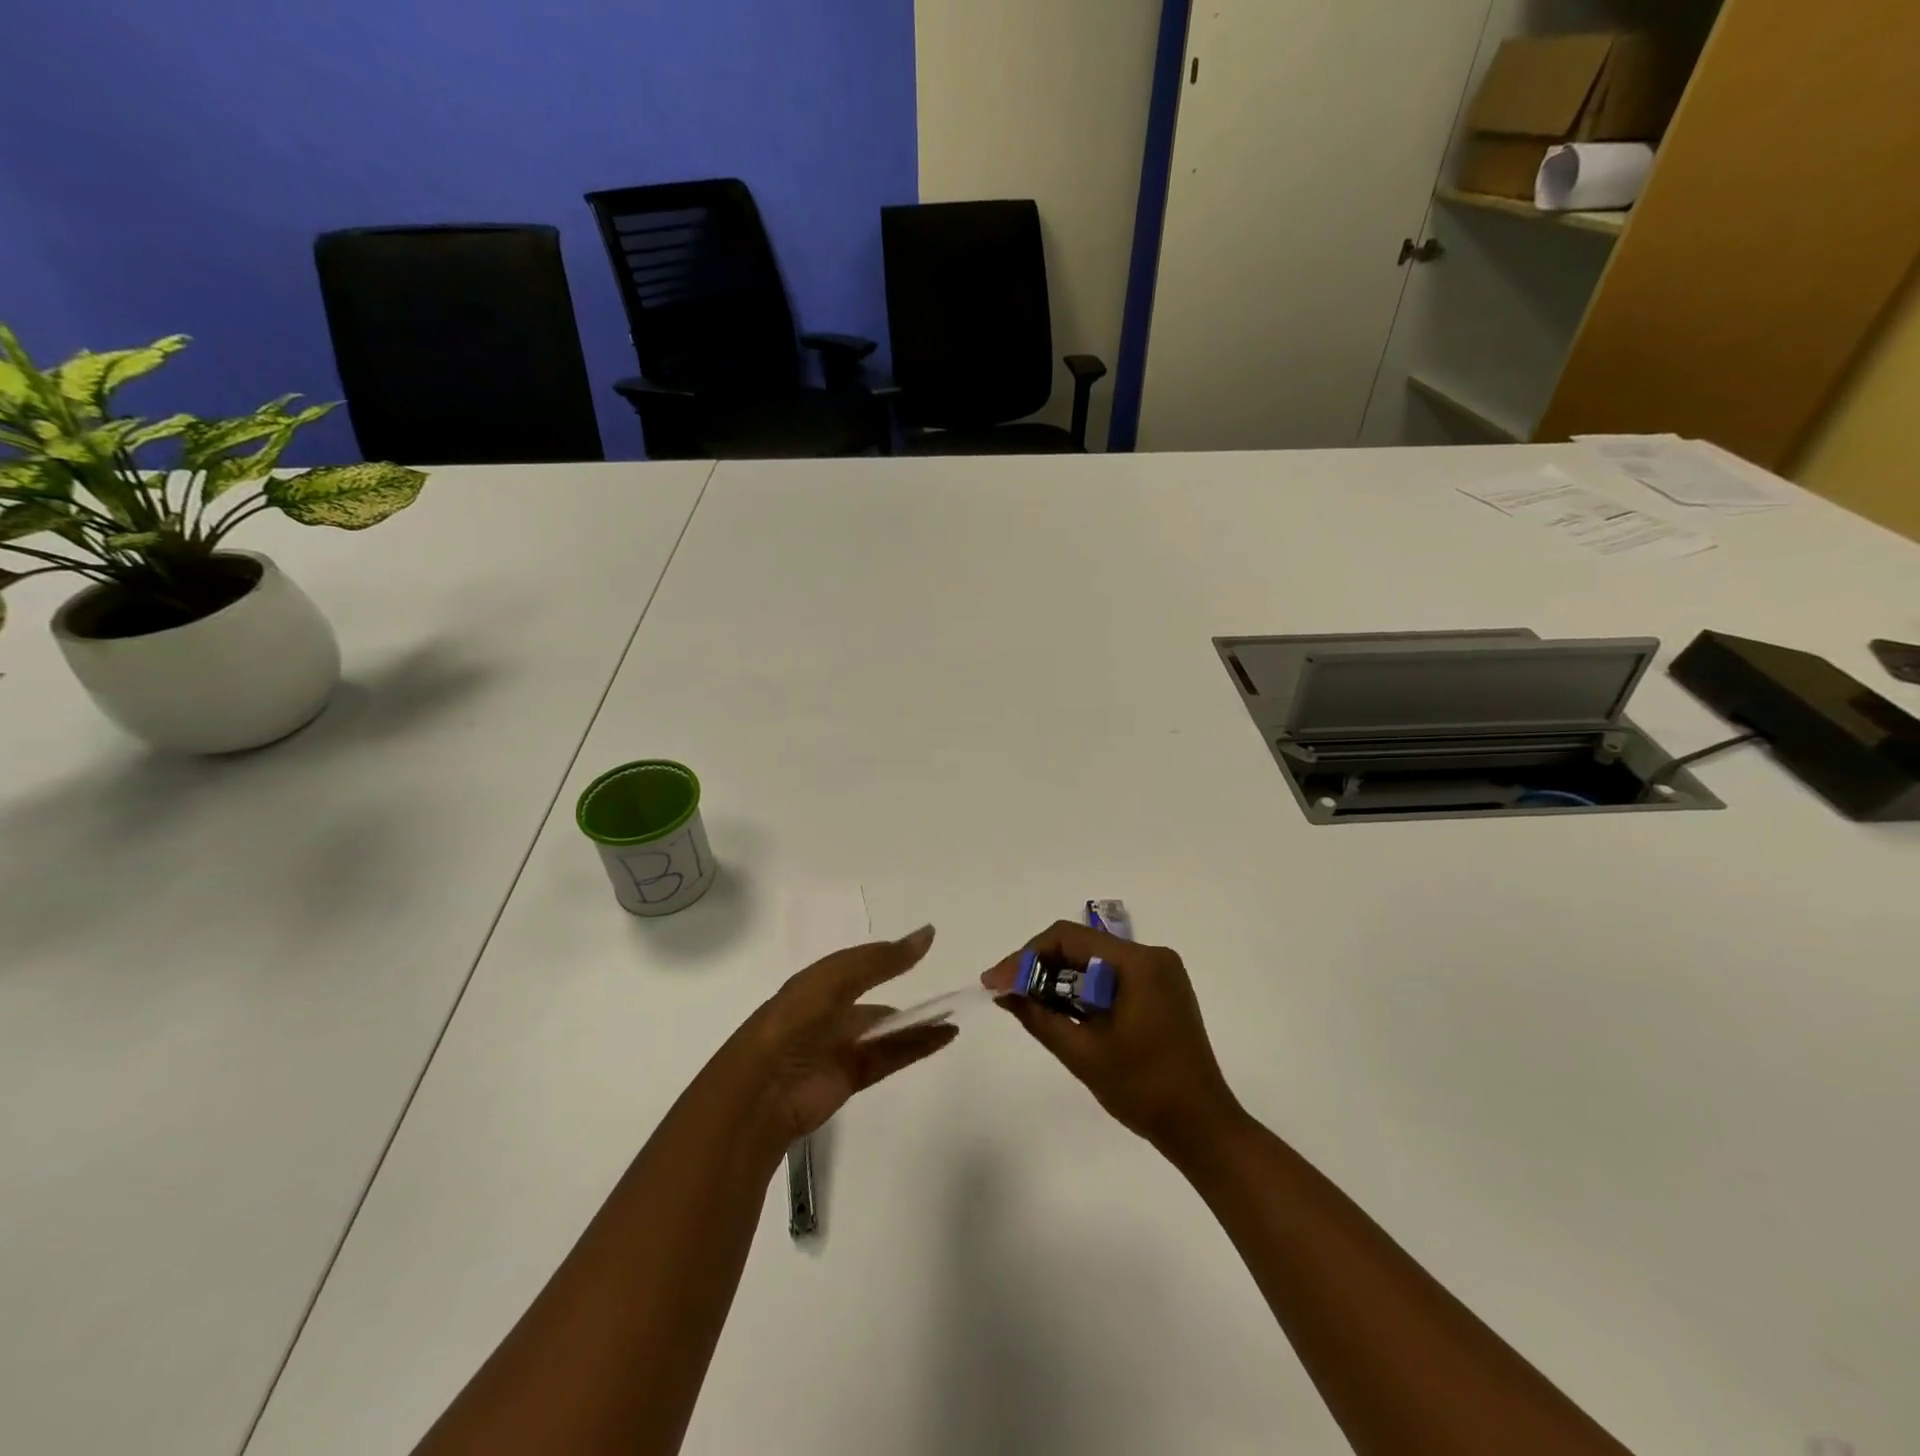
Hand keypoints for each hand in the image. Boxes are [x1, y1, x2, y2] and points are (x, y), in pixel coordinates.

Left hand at [718, 924, 957, 1152]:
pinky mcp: (851, 1077)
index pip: (858, 965)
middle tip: (944, 986)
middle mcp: (828, 1013)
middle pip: (873, 1000)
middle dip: (904, 992)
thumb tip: (927, 934)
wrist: (763, 1089)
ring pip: (886, 1030)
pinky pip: (891, 1056)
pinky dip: (917, 1045)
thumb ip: (881, 959)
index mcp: (816, 985)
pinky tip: (944, 1036)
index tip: (926, 944)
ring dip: (916, 1022)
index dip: (889, 956)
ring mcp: (840, 1047)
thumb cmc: (795, 1021)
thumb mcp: (835, 979)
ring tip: (952, 1012)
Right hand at [983, 921, 1241, 1154]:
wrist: (1202, 1128)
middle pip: (1081, 945)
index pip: (1068, 937)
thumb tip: (1002, 990)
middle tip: (1005, 992)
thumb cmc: (1143, 1090)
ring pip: (1095, 961)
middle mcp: (1152, 956)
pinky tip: (1061, 1010)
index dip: (1026, 956)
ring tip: (1026, 1002)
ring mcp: (1160, 973)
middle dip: (1040, 966)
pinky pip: (1112, 977)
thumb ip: (1038, 1015)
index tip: (996, 982)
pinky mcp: (1162, 991)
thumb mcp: (1082, 1052)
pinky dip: (1083, 990)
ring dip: (1060, 978)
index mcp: (1138, 963)